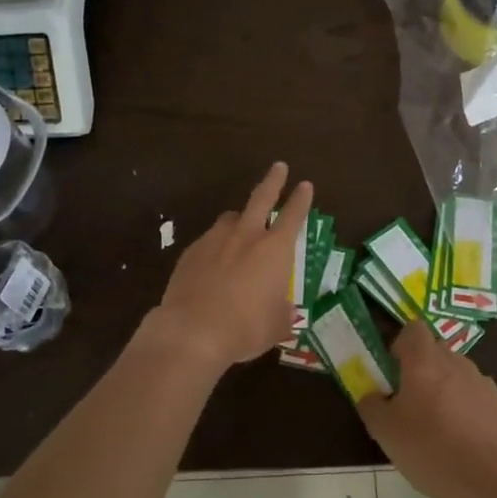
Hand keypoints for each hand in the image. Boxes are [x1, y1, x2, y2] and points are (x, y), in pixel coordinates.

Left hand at [153, 163, 313, 369]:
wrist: (193, 331)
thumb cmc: (246, 328)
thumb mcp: (276, 326)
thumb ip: (283, 314)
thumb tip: (286, 313)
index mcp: (275, 249)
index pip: (293, 215)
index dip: (301, 200)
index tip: (305, 185)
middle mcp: (247, 236)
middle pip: (261, 198)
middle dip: (273, 180)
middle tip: (279, 166)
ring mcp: (215, 240)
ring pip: (231, 218)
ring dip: (240, 218)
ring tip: (241, 225)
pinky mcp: (191, 252)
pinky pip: (209, 240)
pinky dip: (217, 245)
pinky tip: (214, 261)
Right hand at [357, 322, 496, 497]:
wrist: (488, 480)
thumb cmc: (429, 449)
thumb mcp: (384, 431)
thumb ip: (371, 404)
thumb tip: (371, 395)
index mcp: (425, 362)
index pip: (414, 329)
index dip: (402, 344)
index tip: (394, 371)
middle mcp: (456, 363)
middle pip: (436, 351)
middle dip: (423, 368)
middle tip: (411, 401)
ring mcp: (483, 383)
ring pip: (458, 374)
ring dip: (446, 388)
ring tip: (439, 425)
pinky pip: (477, 397)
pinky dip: (468, 409)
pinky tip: (463, 440)